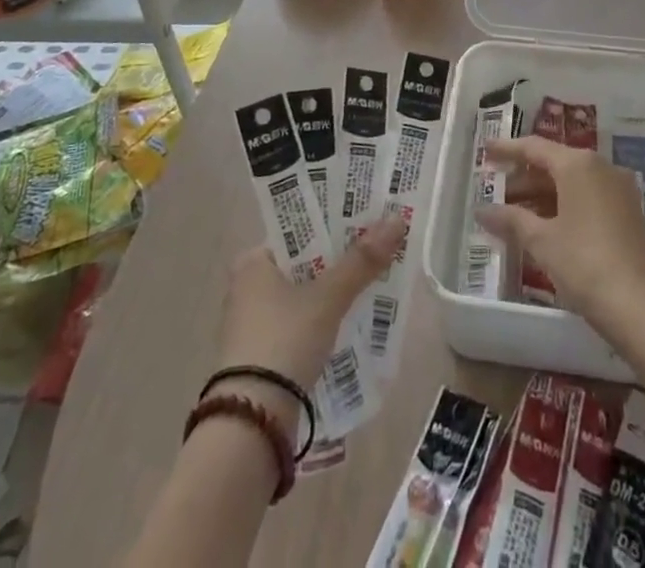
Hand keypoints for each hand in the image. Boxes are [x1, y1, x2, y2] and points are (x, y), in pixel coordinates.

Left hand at [216, 215, 405, 393]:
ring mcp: (252, 324)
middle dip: (338, 260)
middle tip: (377, 248)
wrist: (251, 425)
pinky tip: (351, 320)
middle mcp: (247, 287)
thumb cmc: (284, 341)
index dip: (334, 224)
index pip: (299, 231)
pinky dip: (323, 319)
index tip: (366, 220)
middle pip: (304, 263)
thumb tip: (396, 220)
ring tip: (373, 280)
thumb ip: (362, 261)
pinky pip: (300, 323)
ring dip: (333, 291)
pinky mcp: (261, 356)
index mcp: (253, 261)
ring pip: (303, 295)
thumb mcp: (328, 298)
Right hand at [476, 134, 644, 343]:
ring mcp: (618, 190)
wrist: (642, 307)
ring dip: (543, 194)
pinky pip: (588, 197)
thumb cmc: (585, 264)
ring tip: (514, 212)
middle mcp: (601, 168)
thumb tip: (482, 210)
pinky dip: (563, 205)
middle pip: (555, 163)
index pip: (535, 147)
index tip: (485, 151)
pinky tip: (545, 226)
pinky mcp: (628, 214)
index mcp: (579, 164)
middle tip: (496, 190)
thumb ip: (511, 220)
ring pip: (572, 182)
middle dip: (524, 177)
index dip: (508, 149)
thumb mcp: (542, 241)